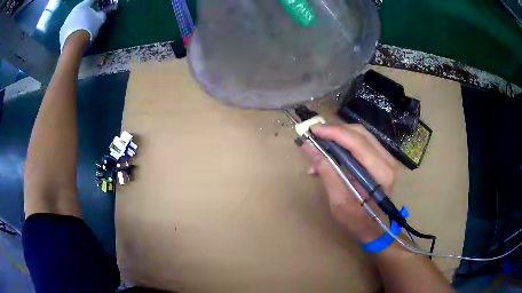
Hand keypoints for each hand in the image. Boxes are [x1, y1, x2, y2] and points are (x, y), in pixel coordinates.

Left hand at [59, 0, 106, 51]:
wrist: (73, 45)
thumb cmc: (88, 28)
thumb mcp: (100, 20)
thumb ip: (104, 12)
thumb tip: (108, 9)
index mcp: (83, 5)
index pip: (92, 0)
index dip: (97, 2)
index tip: (100, 4)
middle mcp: (73, 11)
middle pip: (81, 9)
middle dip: (86, 11)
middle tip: (91, 15)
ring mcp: (66, 22)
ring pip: (74, 19)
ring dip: (79, 21)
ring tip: (83, 26)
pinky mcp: (61, 33)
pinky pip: (69, 28)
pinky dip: (73, 29)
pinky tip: (76, 34)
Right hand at [302, 124, 396, 242]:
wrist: (375, 228)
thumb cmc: (358, 220)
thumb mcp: (339, 201)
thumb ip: (327, 171)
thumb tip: (309, 148)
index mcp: (381, 173)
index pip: (357, 143)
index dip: (334, 133)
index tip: (313, 131)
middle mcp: (388, 160)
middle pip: (360, 133)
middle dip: (335, 130)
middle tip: (315, 135)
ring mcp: (387, 158)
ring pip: (361, 134)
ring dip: (340, 135)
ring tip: (321, 144)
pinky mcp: (382, 159)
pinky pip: (363, 142)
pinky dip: (346, 142)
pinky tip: (333, 150)